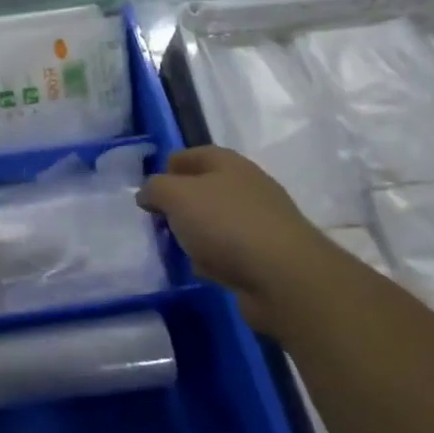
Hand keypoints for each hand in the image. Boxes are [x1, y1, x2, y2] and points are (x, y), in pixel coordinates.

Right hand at [138, 146, 333, 333]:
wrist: (286, 278)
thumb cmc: (226, 224)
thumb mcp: (176, 196)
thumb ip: (154, 188)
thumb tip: (148, 194)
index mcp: (227, 163)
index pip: (190, 155)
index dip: (167, 169)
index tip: (149, 193)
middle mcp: (247, 186)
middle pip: (203, 190)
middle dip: (180, 206)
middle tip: (159, 223)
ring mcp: (261, 222)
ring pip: (216, 222)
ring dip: (197, 235)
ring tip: (179, 250)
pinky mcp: (268, 256)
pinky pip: (231, 252)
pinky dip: (216, 260)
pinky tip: (206, 271)